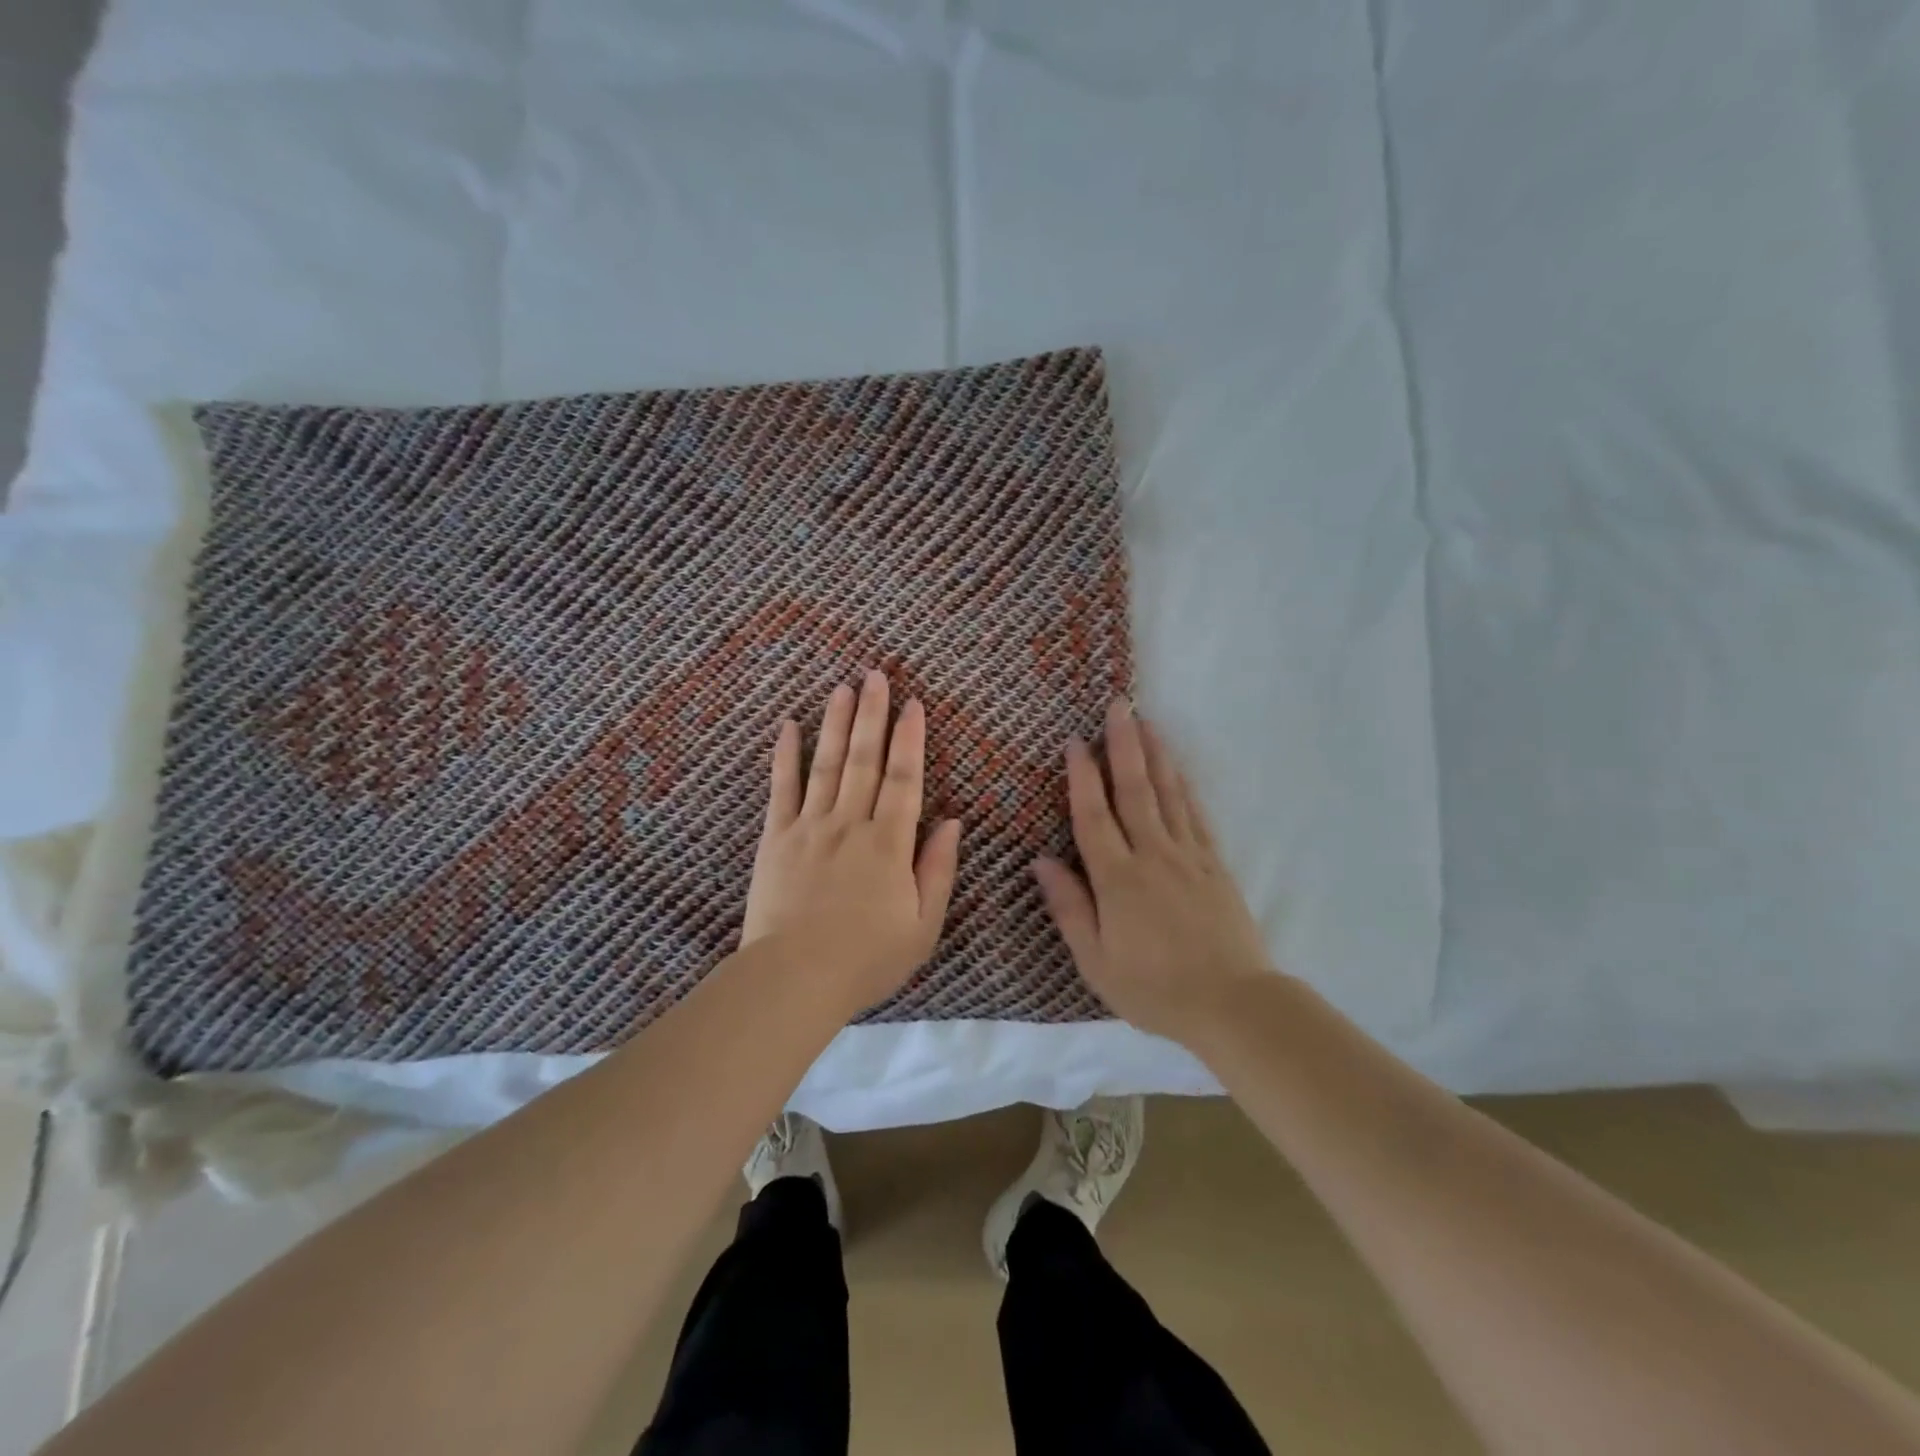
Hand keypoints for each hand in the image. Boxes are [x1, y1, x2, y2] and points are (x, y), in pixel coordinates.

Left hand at [742, 670, 962, 1015]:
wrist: (794, 979)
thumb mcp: (923, 925)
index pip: (905, 779)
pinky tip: (789, 726)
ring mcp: (810, 827)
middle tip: (876, 674)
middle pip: (865, 760)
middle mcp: (851, 824)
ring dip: (836, 723)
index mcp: (889, 844)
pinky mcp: (776, 838)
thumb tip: (952, 821)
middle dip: (873, 714)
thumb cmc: (867, 958)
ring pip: (826, 764)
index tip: (914, 704)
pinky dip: (785, 756)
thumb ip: (938, 869)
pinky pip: (781, 789)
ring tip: (842, 687)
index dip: (911, 739)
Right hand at [1033, 699, 1273, 1045]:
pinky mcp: (1215, 864)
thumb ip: (1069, 907)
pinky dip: (1184, 787)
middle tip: (1118, 706)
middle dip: (1123, 745)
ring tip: (1146, 721)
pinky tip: (1177, 769)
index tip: (1075, 741)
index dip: (1082, 776)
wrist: (1233, 1004)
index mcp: (1117, 878)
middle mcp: (1152, 855)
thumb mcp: (1096, 961)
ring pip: (1168, 794)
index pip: (1093, 816)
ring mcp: (1188, 856)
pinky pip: (1196, 815)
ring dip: (1155, 754)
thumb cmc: (1154, 989)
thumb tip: (1041, 860)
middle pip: (1134, 790)